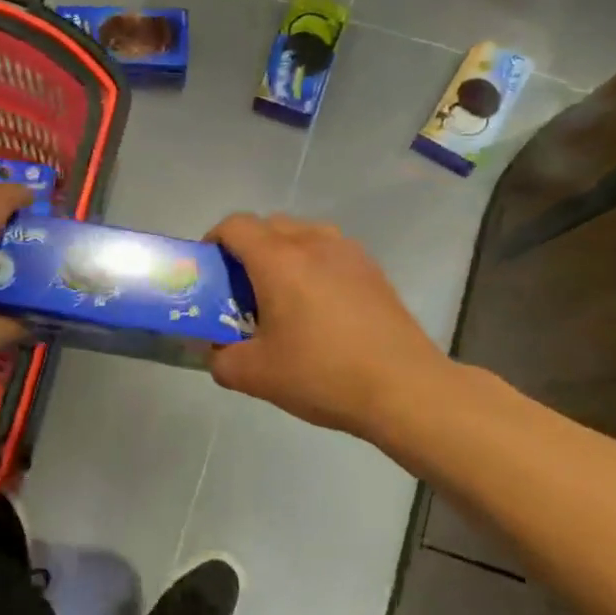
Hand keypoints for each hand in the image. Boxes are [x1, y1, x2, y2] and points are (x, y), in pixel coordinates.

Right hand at [206, 213, 453, 441]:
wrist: (405, 388)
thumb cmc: (323, 374)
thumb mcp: (256, 376)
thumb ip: (220, 359)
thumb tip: (215, 351)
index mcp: (278, 260)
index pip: (235, 226)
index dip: (214, 241)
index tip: (210, 271)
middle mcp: (312, 243)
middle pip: (267, 225)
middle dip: (246, 248)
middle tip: (242, 289)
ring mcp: (347, 252)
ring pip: (301, 234)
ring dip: (282, 252)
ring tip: (282, 294)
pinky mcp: (372, 269)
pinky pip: (329, 250)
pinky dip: (312, 264)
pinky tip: (319, 307)